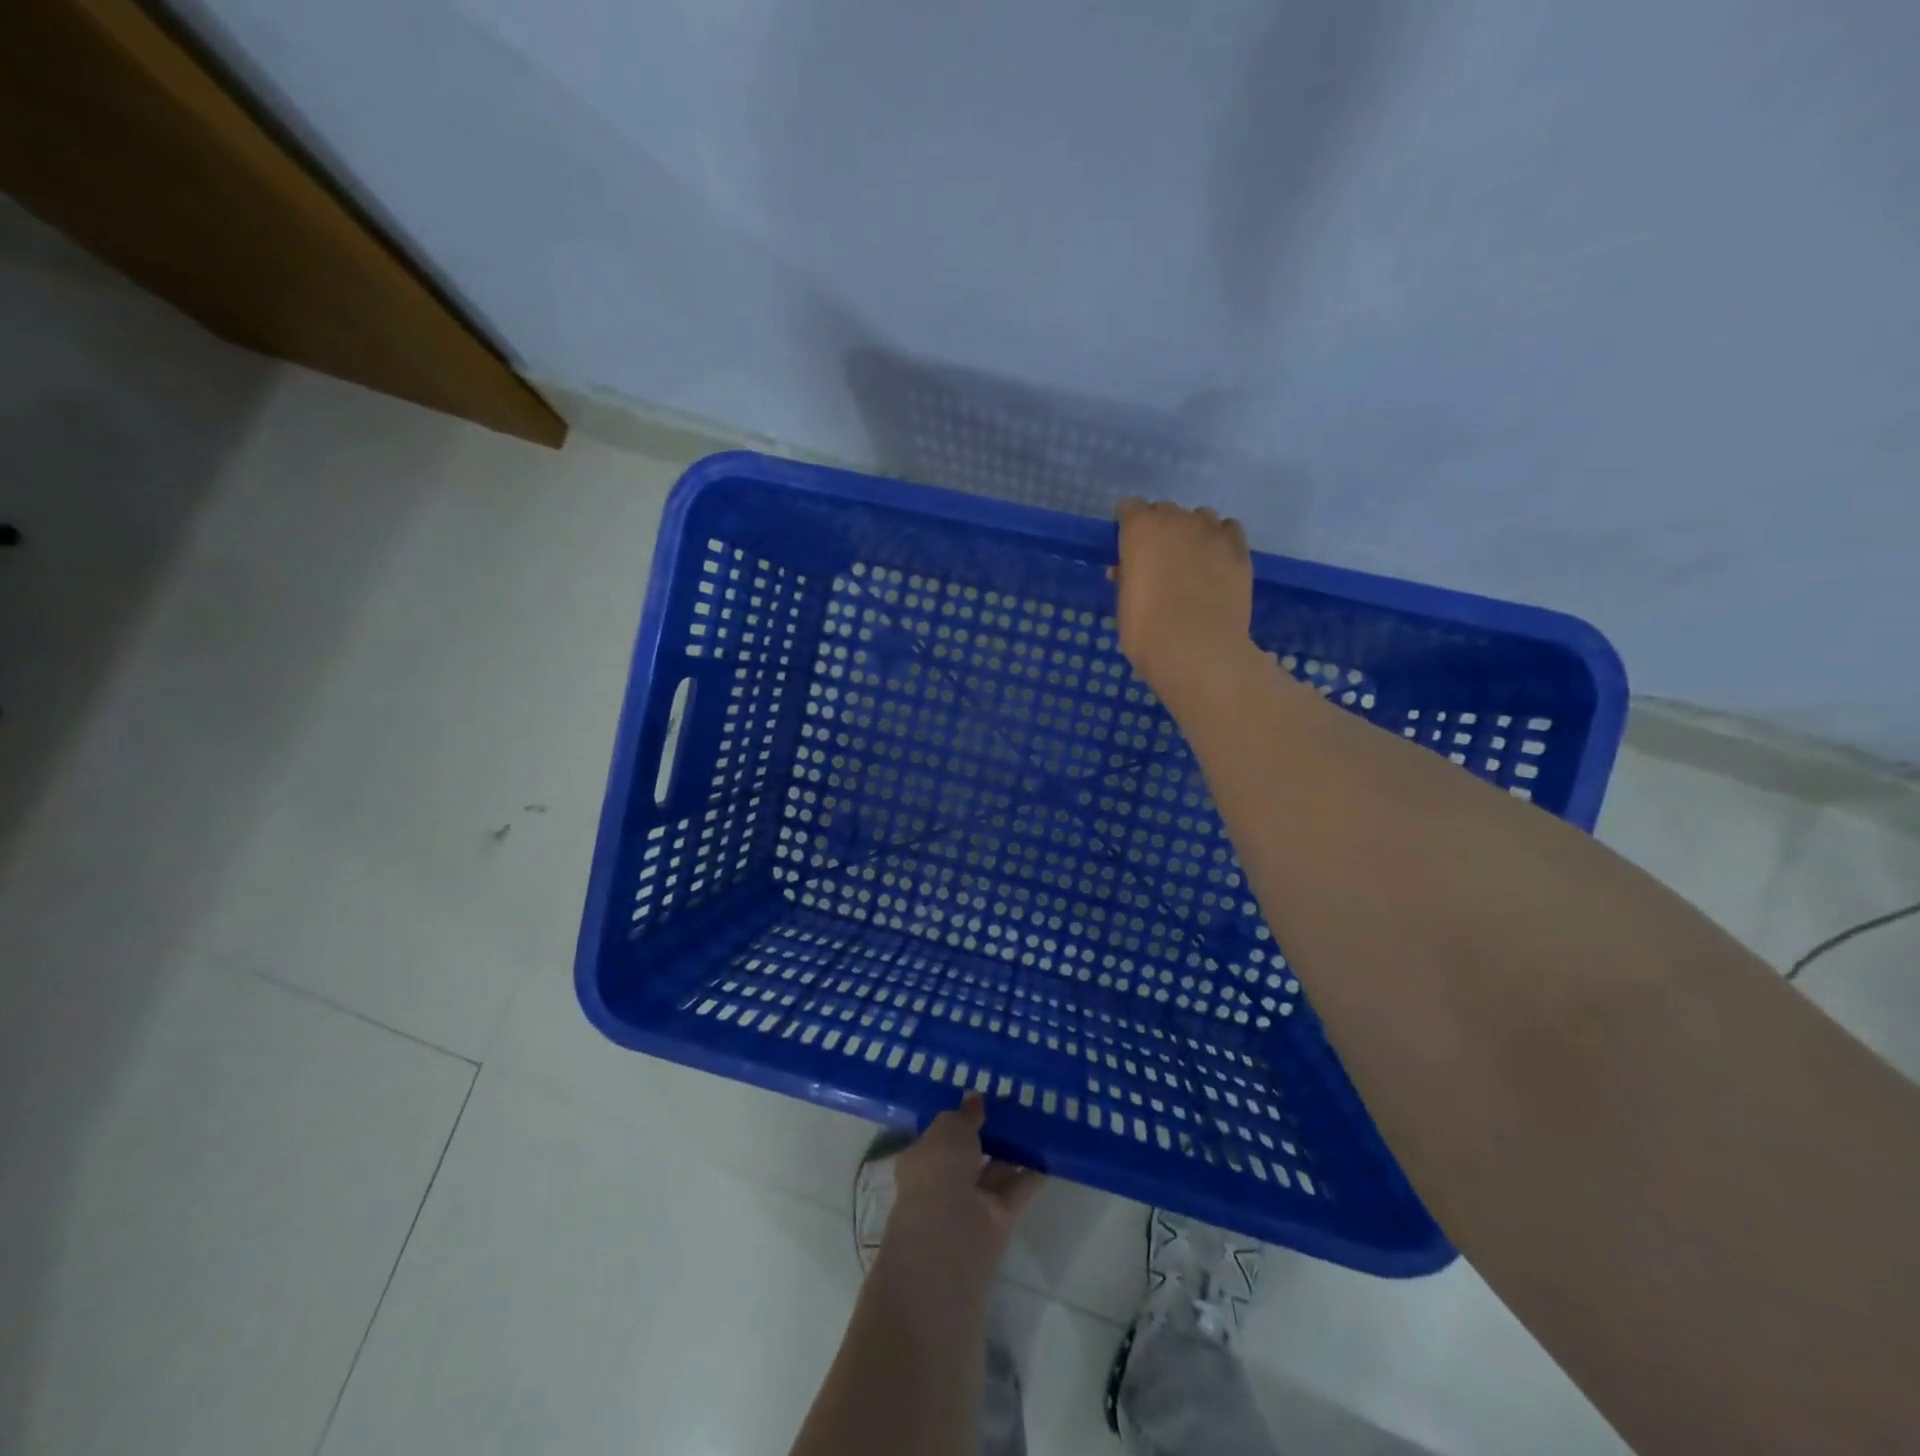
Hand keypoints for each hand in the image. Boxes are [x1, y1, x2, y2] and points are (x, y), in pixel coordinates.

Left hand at [880, 1095, 1043, 1289]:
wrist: (950, 1236)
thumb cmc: (938, 1171)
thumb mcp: (949, 1129)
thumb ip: (965, 1114)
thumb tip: (974, 1097)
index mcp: (924, 1158)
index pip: (943, 1134)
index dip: (963, 1117)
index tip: (985, 1097)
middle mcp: (945, 1181)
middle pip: (972, 1153)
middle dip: (991, 1133)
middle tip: (1018, 1104)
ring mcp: (973, 1202)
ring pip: (996, 1171)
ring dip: (1014, 1150)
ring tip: (1038, 1122)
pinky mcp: (999, 1220)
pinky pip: (1017, 1190)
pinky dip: (1032, 1174)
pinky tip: (1050, 1153)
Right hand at [1111, 498, 1254, 705]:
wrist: (1197, 649)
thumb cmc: (1147, 631)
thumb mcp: (1125, 605)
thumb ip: (1126, 579)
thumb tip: (1125, 571)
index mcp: (1140, 530)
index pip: (1130, 508)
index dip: (1127, 524)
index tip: (1126, 543)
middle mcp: (1177, 521)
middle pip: (1165, 510)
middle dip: (1160, 528)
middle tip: (1158, 558)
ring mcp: (1212, 533)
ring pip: (1201, 517)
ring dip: (1192, 531)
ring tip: (1191, 558)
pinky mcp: (1239, 550)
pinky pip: (1229, 531)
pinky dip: (1220, 540)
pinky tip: (1217, 561)